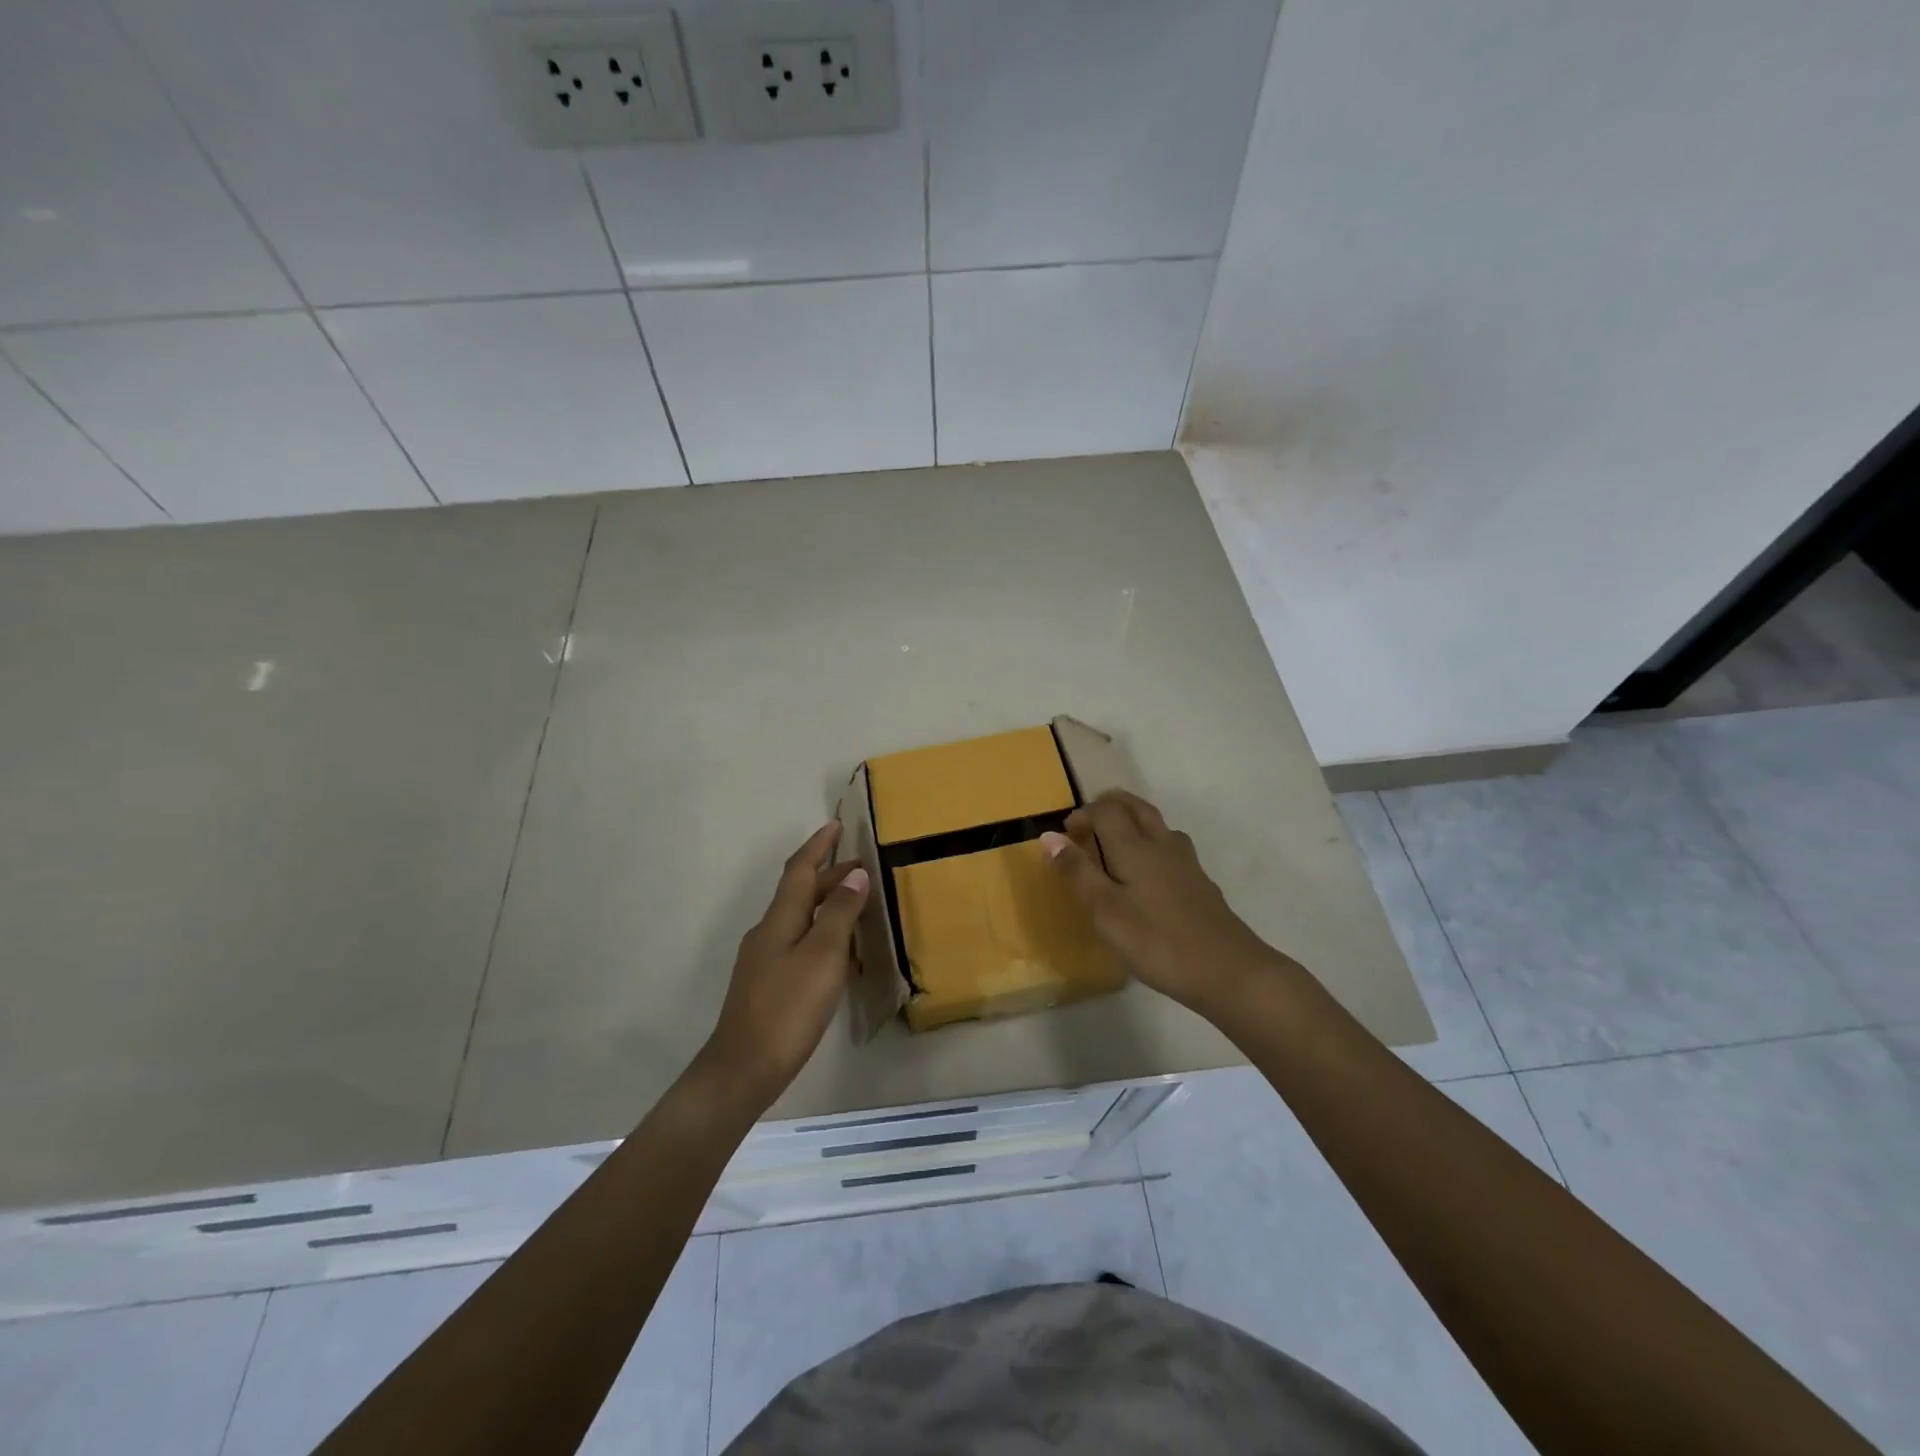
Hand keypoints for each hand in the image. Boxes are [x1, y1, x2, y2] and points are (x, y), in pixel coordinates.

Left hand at [701, 821, 869, 1111]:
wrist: (743, 1069)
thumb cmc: (788, 1009)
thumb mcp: (822, 957)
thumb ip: (839, 914)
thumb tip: (855, 874)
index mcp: (779, 920)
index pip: (800, 870)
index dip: (818, 846)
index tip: (836, 825)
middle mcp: (768, 932)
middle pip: (800, 893)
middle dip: (829, 875)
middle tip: (863, 868)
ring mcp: (764, 960)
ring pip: (799, 918)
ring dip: (826, 903)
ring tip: (857, 903)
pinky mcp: (767, 985)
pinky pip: (799, 942)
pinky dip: (821, 932)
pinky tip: (838, 953)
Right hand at [1041, 791, 1280, 1015]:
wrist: (1228, 970)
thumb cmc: (1157, 941)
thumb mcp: (1106, 911)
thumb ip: (1078, 872)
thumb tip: (1049, 836)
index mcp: (1135, 848)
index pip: (1107, 811)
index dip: (1085, 813)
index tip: (1067, 832)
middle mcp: (1162, 846)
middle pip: (1137, 808)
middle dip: (1111, 805)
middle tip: (1090, 818)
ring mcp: (1187, 864)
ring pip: (1158, 826)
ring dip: (1135, 821)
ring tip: (1117, 840)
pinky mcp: (1201, 884)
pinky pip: (1171, 848)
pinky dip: (1153, 844)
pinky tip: (1150, 874)